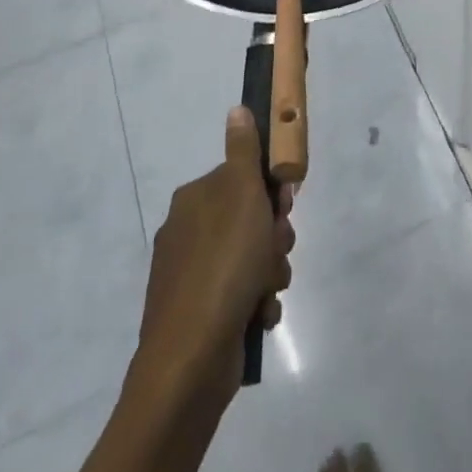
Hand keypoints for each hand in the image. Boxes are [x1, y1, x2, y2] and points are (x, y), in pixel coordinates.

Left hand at [135, 106, 295, 417]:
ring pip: (251, 259)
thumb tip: (236, 109)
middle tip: (275, 252)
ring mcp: (192, 276)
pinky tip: (257, 317)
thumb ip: (243, 151)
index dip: (271, 193)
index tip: (283, 209)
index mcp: (195, 199)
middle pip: (251, 220)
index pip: (244, 180)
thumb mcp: (242, 195)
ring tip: (266, 291)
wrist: (190, 361)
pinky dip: (255, 304)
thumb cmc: (223, 265)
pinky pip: (241, 295)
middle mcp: (189, 232)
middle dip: (273, 238)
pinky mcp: (199, 315)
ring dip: (270, 272)